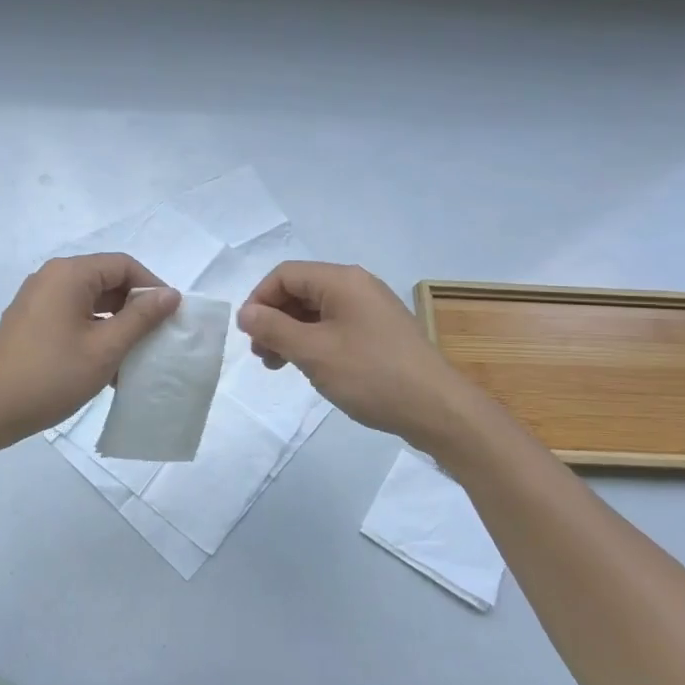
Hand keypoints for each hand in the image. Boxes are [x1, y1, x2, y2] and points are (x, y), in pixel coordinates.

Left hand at [0, 253, 181, 447]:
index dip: (152, 287)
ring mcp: (37, 300)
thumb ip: (141, 318)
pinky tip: (108, 366)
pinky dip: (94, 334)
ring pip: (90, 302)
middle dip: (135, 308)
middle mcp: (51, 278)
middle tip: (158, 339)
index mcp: (69, 274)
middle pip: (106, 280)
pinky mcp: (30, 323)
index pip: (123, 265)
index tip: (171, 318)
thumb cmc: (51, 376)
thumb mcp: (105, 348)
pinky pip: (72, 317)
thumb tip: (170, 294)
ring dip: (116, 325)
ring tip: (136, 357)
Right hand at [236, 261, 478, 443]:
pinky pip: (336, 326)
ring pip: (317, 311)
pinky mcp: (381, 333)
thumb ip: (273, 328)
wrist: (438, 409)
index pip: (284, 275)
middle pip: (300, 291)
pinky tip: (311, 368)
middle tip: (262, 355)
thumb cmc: (370, 374)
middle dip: (274, 319)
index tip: (249, 334)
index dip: (259, 299)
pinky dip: (314, 342)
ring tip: (280, 366)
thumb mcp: (313, 352)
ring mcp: (372, 309)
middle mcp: (357, 286)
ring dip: (291, 334)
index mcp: (341, 280)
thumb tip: (246, 312)